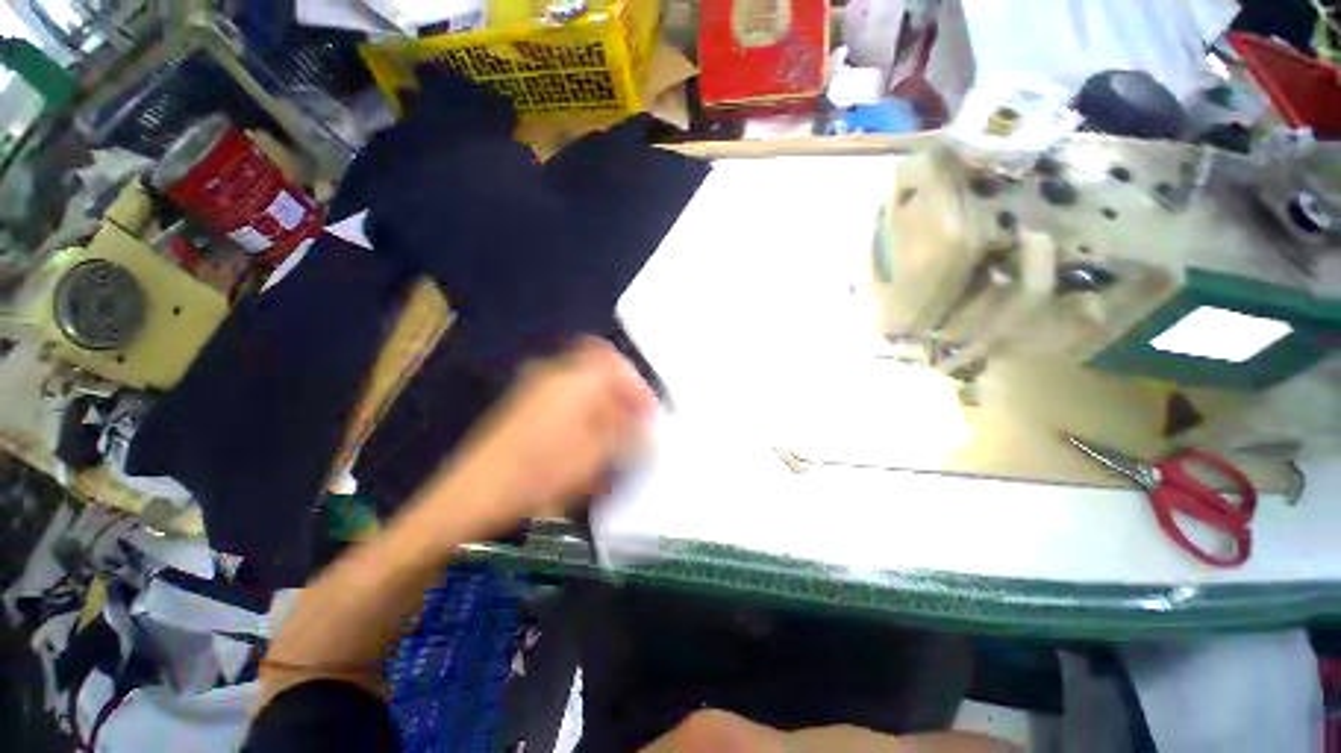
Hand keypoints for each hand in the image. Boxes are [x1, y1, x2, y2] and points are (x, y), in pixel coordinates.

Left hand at [436, 338, 655, 529]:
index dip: (638, 387)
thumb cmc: (538, 473)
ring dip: (605, 407)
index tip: (649, 414)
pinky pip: (567, 401)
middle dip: (622, 395)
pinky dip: (585, 417)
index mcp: (575, 380)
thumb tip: (650, 429)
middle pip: (601, 372)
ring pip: (585, 388)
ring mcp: (537, 389)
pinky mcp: (526, 406)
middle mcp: (556, 375)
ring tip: (612, 440)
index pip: (617, 365)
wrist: (471, 495)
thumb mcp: (594, 456)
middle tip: (633, 423)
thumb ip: (628, 437)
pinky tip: (587, 448)